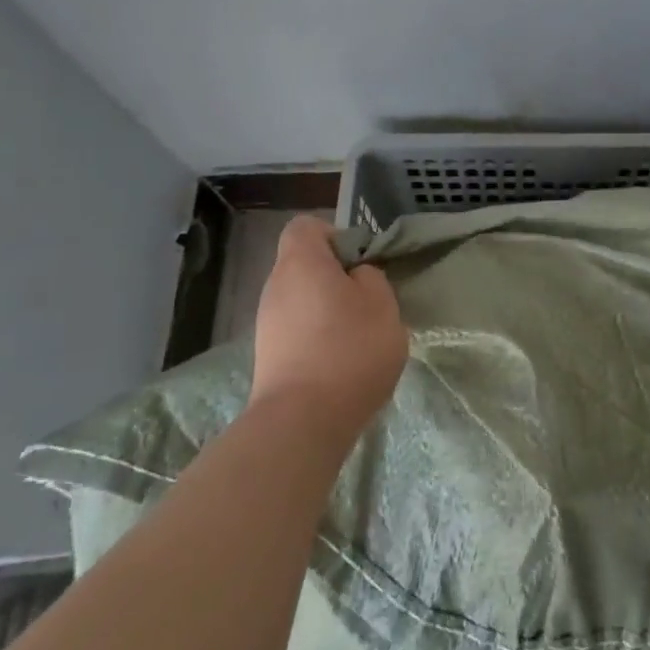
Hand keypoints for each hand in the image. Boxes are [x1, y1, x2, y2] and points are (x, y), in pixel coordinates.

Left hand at [248, 217, 408, 444]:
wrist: (303, 422)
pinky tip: (340, 361)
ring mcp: (267, 323)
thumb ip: (371, 278)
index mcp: (301, 261)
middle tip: (368, 299)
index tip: (360, 261)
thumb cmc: (349, 349)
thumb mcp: (383, 303)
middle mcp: (275, 286)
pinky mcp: (268, 356)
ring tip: (358, 334)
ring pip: (302, 299)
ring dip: (328, 309)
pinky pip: (296, 329)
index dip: (335, 235)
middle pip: (304, 264)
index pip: (306, 226)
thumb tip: (355, 278)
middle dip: (336, 276)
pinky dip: (317, 337)